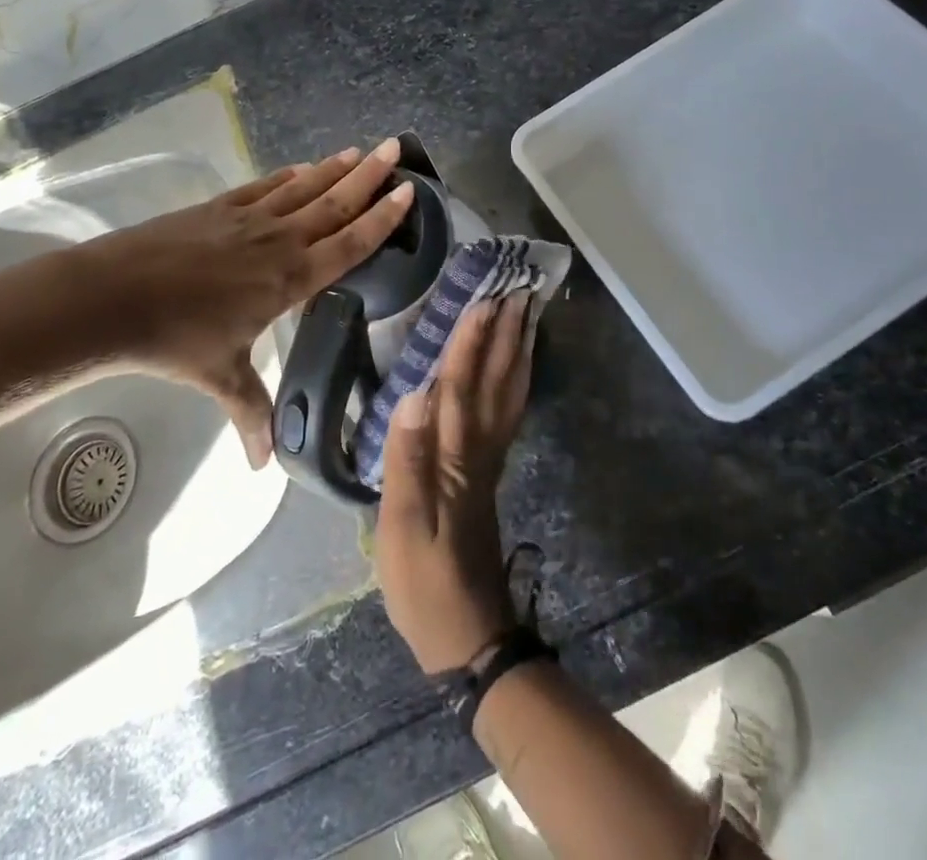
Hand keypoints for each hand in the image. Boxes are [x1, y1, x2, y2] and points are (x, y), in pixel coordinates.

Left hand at [81, 140, 414, 467]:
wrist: (111, 298)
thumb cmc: (174, 340)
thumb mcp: (220, 377)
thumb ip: (250, 413)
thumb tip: (263, 465)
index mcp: (289, 280)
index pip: (349, 245)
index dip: (382, 220)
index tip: (409, 192)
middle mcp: (277, 242)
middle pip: (334, 205)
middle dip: (369, 177)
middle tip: (397, 148)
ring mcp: (247, 219)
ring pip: (303, 189)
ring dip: (334, 170)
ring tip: (360, 151)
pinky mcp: (218, 208)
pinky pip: (264, 187)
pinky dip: (288, 175)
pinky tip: (302, 168)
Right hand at [374, 292, 535, 673]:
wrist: (469, 637)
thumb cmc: (424, 584)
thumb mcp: (400, 530)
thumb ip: (406, 461)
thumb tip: (414, 394)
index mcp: (454, 459)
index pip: (461, 387)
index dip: (472, 342)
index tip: (485, 300)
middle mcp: (478, 451)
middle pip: (493, 382)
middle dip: (504, 334)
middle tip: (516, 290)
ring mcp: (488, 462)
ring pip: (508, 395)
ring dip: (517, 352)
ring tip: (526, 315)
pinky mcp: (489, 475)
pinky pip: (509, 415)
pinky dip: (517, 383)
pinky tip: (518, 368)